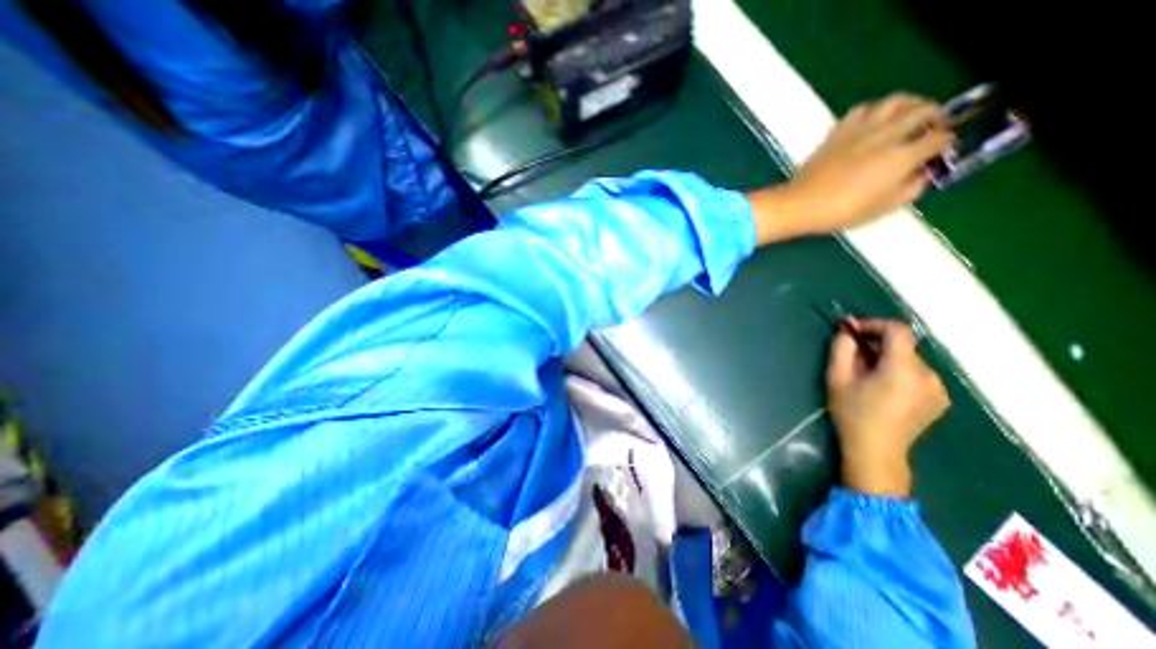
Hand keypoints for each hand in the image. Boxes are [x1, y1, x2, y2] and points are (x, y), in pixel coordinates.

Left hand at [750, 90, 947, 239]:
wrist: (801, 204)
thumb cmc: (841, 211)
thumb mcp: (882, 208)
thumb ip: (910, 189)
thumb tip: (922, 175)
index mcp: (902, 156)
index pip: (938, 138)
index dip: (946, 142)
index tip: (942, 148)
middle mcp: (886, 135)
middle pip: (922, 110)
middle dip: (936, 115)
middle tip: (933, 125)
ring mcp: (860, 130)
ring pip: (894, 101)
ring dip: (909, 103)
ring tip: (908, 113)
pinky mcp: (838, 131)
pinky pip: (862, 109)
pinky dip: (874, 110)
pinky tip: (872, 121)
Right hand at [831, 319, 948, 495]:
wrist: (876, 451)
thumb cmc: (852, 413)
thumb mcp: (837, 378)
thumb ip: (842, 349)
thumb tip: (847, 331)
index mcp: (904, 368)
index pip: (897, 330)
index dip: (873, 324)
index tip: (851, 330)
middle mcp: (929, 375)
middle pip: (902, 346)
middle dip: (876, 345)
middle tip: (852, 356)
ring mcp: (938, 389)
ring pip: (909, 360)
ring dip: (887, 359)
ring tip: (865, 374)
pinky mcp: (939, 400)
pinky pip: (917, 375)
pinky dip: (899, 372)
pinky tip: (882, 388)